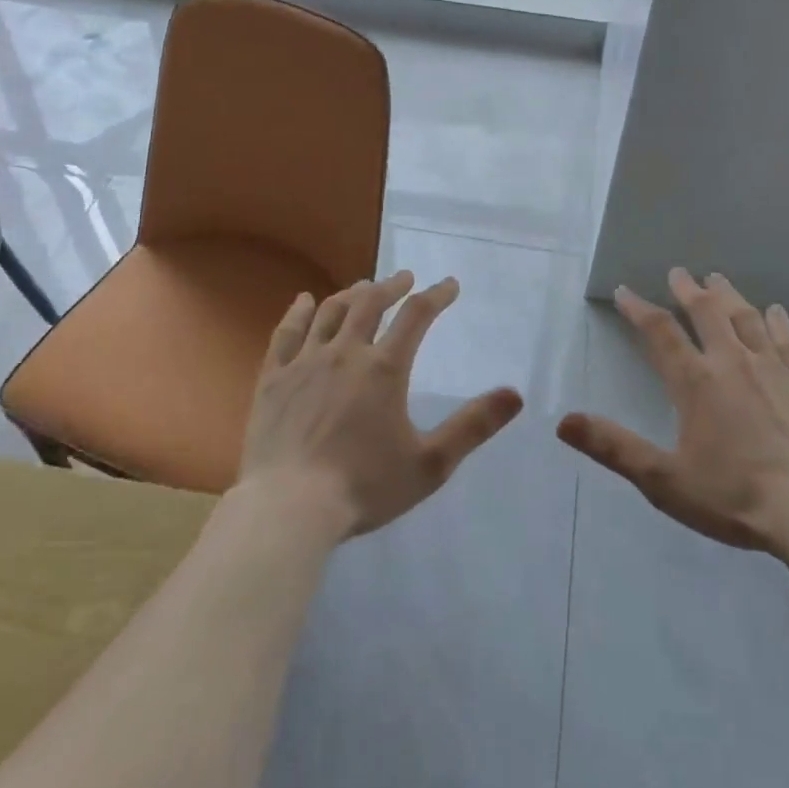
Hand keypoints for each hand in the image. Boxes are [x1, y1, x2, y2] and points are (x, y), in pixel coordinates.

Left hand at [240, 271, 522, 538]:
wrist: (287, 508)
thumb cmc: (363, 487)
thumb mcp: (430, 464)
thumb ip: (473, 426)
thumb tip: (515, 394)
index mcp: (384, 368)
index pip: (417, 316)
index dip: (436, 295)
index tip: (449, 285)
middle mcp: (345, 353)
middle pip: (370, 303)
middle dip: (392, 286)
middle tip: (405, 278)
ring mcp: (304, 362)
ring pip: (330, 312)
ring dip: (351, 293)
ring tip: (363, 287)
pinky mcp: (273, 378)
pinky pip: (286, 333)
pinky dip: (298, 312)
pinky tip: (303, 301)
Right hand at [557, 268, 788, 556]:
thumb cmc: (736, 497)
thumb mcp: (665, 481)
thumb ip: (614, 447)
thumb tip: (563, 421)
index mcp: (695, 382)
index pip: (660, 332)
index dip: (638, 308)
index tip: (624, 291)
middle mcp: (732, 362)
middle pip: (706, 312)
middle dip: (687, 290)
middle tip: (678, 272)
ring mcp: (773, 369)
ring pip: (745, 317)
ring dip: (727, 295)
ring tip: (716, 278)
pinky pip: (787, 340)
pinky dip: (776, 321)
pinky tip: (774, 311)